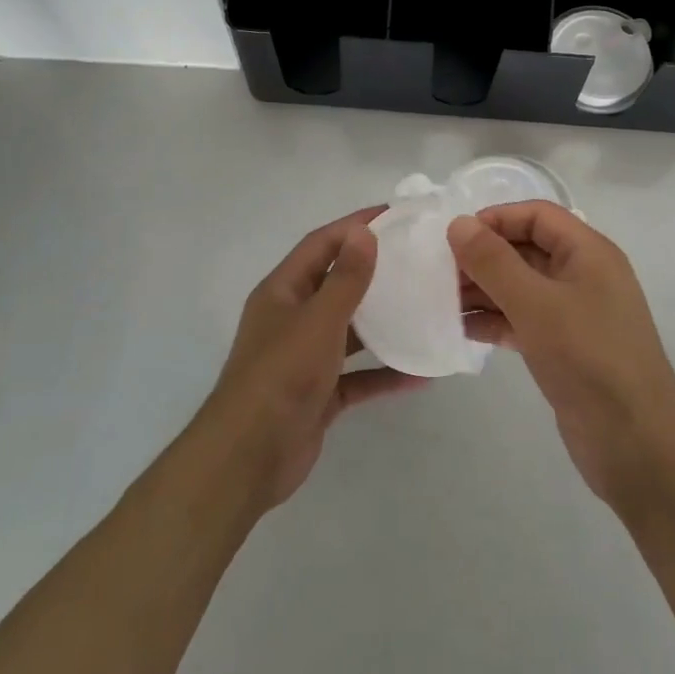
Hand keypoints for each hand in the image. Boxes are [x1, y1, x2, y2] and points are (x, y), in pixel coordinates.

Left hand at [198, 207, 424, 510]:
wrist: (248, 458)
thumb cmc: (281, 375)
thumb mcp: (318, 320)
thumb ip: (346, 278)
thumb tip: (365, 232)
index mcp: (283, 291)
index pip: (321, 244)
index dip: (354, 226)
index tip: (394, 214)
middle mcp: (293, 318)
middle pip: (337, 284)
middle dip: (374, 271)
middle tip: (418, 259)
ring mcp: (306, 358)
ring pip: (351, 331)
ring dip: (384, 322)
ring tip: (426, 307)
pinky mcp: (320, 394)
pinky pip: (359, 375)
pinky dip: (386, 372)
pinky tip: (422, 372)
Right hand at [449, 202, 674, 505]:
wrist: (638, 445)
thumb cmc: (588, 359)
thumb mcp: (536, 304)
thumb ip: (494, 262)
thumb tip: (458, 223)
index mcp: (589, 252)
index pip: (537, 216)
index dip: (496, 219)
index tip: (454, 238)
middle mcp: (584, 276)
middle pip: (527, 249)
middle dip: (484, 257)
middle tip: (439, 273)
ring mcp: (576, 314)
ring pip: (522, 288)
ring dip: (484, 290)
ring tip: (441, 301)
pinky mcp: (565, 349)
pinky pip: (524, 321)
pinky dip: (495, 321)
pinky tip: (462, 329)